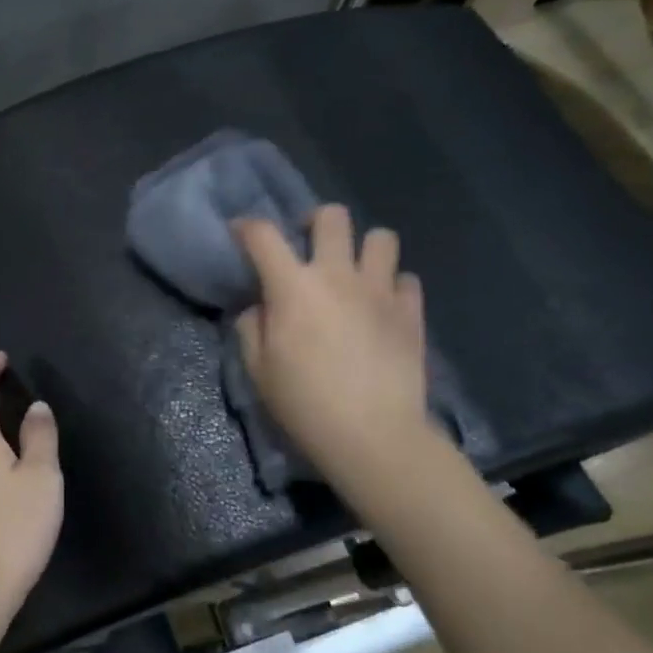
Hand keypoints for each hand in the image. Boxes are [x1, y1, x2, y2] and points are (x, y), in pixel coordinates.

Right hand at [232, 207, 438, 480]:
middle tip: (310, 246)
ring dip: (364, 249)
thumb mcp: (258, 369)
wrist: (373, 436)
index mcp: (293, 286)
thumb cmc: (304, 403)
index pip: (263, 235)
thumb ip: (252, 327)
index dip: (247, 227)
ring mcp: (380, 290)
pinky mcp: (411, 312)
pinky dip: (393, 286)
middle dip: (316, 221)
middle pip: (332, 216)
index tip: (241, 234)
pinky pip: (406, 279)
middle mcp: (338, 275)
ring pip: (381, 238)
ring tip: (355, 272)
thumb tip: (260, 307)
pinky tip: (383, 306)